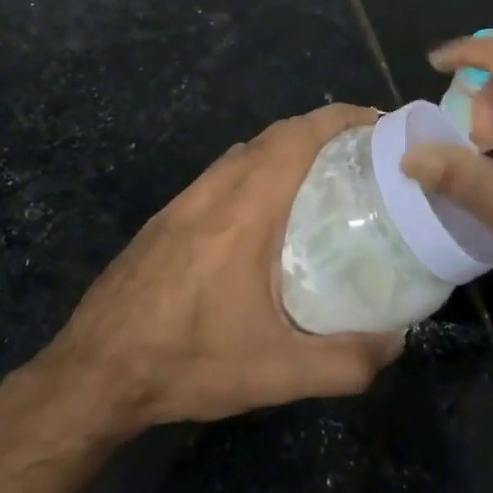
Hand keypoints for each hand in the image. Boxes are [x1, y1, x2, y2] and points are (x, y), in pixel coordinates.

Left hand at [42, 104, 402, 433]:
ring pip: (246, 150)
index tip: (378, 123)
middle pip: (276, 134)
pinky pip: (224, 171)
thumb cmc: (187, 361)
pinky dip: (258, 167)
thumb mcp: (275, 373)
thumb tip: (397, 343)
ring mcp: (186, 198)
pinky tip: (267, 211)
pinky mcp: (168, 215)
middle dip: (323, 130)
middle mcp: (216, 189)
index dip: (341, 119)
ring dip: (288, 147)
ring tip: (324, 176)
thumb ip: (345, 362)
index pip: (299, 137)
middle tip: (363, 153)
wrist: (95, 371)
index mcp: (246, 208)